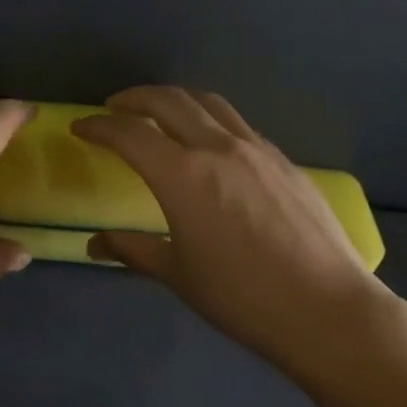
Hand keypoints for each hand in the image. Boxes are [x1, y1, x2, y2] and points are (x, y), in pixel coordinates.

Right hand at [71, 87, 397, 384]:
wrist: (325, 308)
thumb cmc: (241, 297)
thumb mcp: (178, 274)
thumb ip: (134, 250)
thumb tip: (95, 244)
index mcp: (182, 175)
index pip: (129, 134)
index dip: (99, 127)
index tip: (81, 127)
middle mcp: (217, 148)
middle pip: (169, 101)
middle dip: (135, 98)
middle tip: (114, 108)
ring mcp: (257, 149)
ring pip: (209, 104)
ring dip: (176, 100)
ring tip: (160, 112)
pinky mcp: (284, 161)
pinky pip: (239, 125)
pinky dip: (211, 120)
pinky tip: (210, 144)